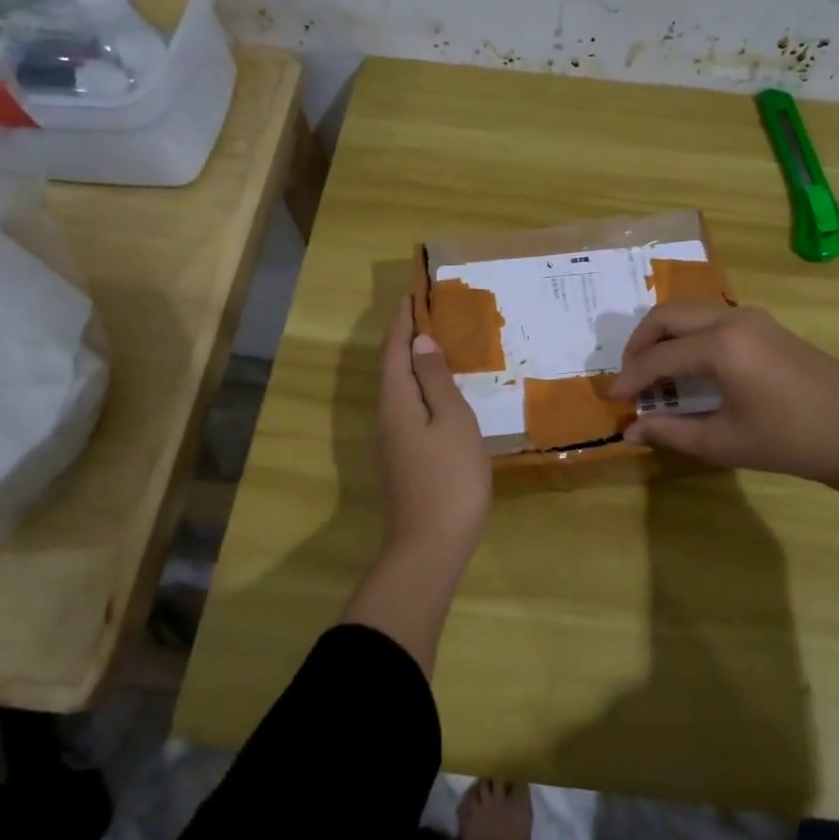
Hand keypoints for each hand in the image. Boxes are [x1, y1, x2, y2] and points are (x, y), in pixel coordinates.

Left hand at [377, 297, 490, 567]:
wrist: (430, 545)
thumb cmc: (449, 477)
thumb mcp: (451, 421)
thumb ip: (435, 380)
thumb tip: (420, 343)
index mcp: (396, 401)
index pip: (394, 349)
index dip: (402, 321)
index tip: (412, 294)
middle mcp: (387, 416)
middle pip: (392, 367)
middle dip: (405, 337)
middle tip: (427, 312)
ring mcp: (393, 441)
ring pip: (400, 389)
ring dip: (413, 362)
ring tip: (436, 343)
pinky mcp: (404, 458)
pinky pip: (409, 408)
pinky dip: (421, 388)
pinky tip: (440, 392)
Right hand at [609, 302, 838, 494]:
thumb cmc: (792, 441)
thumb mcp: (725, 442)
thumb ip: (672, 432)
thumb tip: (630, 432)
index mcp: (721, 346)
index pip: (658, 357)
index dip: (630, 379)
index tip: (612, 400)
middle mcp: (732, 319)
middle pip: (667, 316)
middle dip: (639, 344)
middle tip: (629, 379)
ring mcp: (753, 317)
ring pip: (690, 312)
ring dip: (663, 336)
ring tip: (654, 374)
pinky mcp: (766, 325)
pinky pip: (712, 318)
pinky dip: (688, 335)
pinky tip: (688, 367)